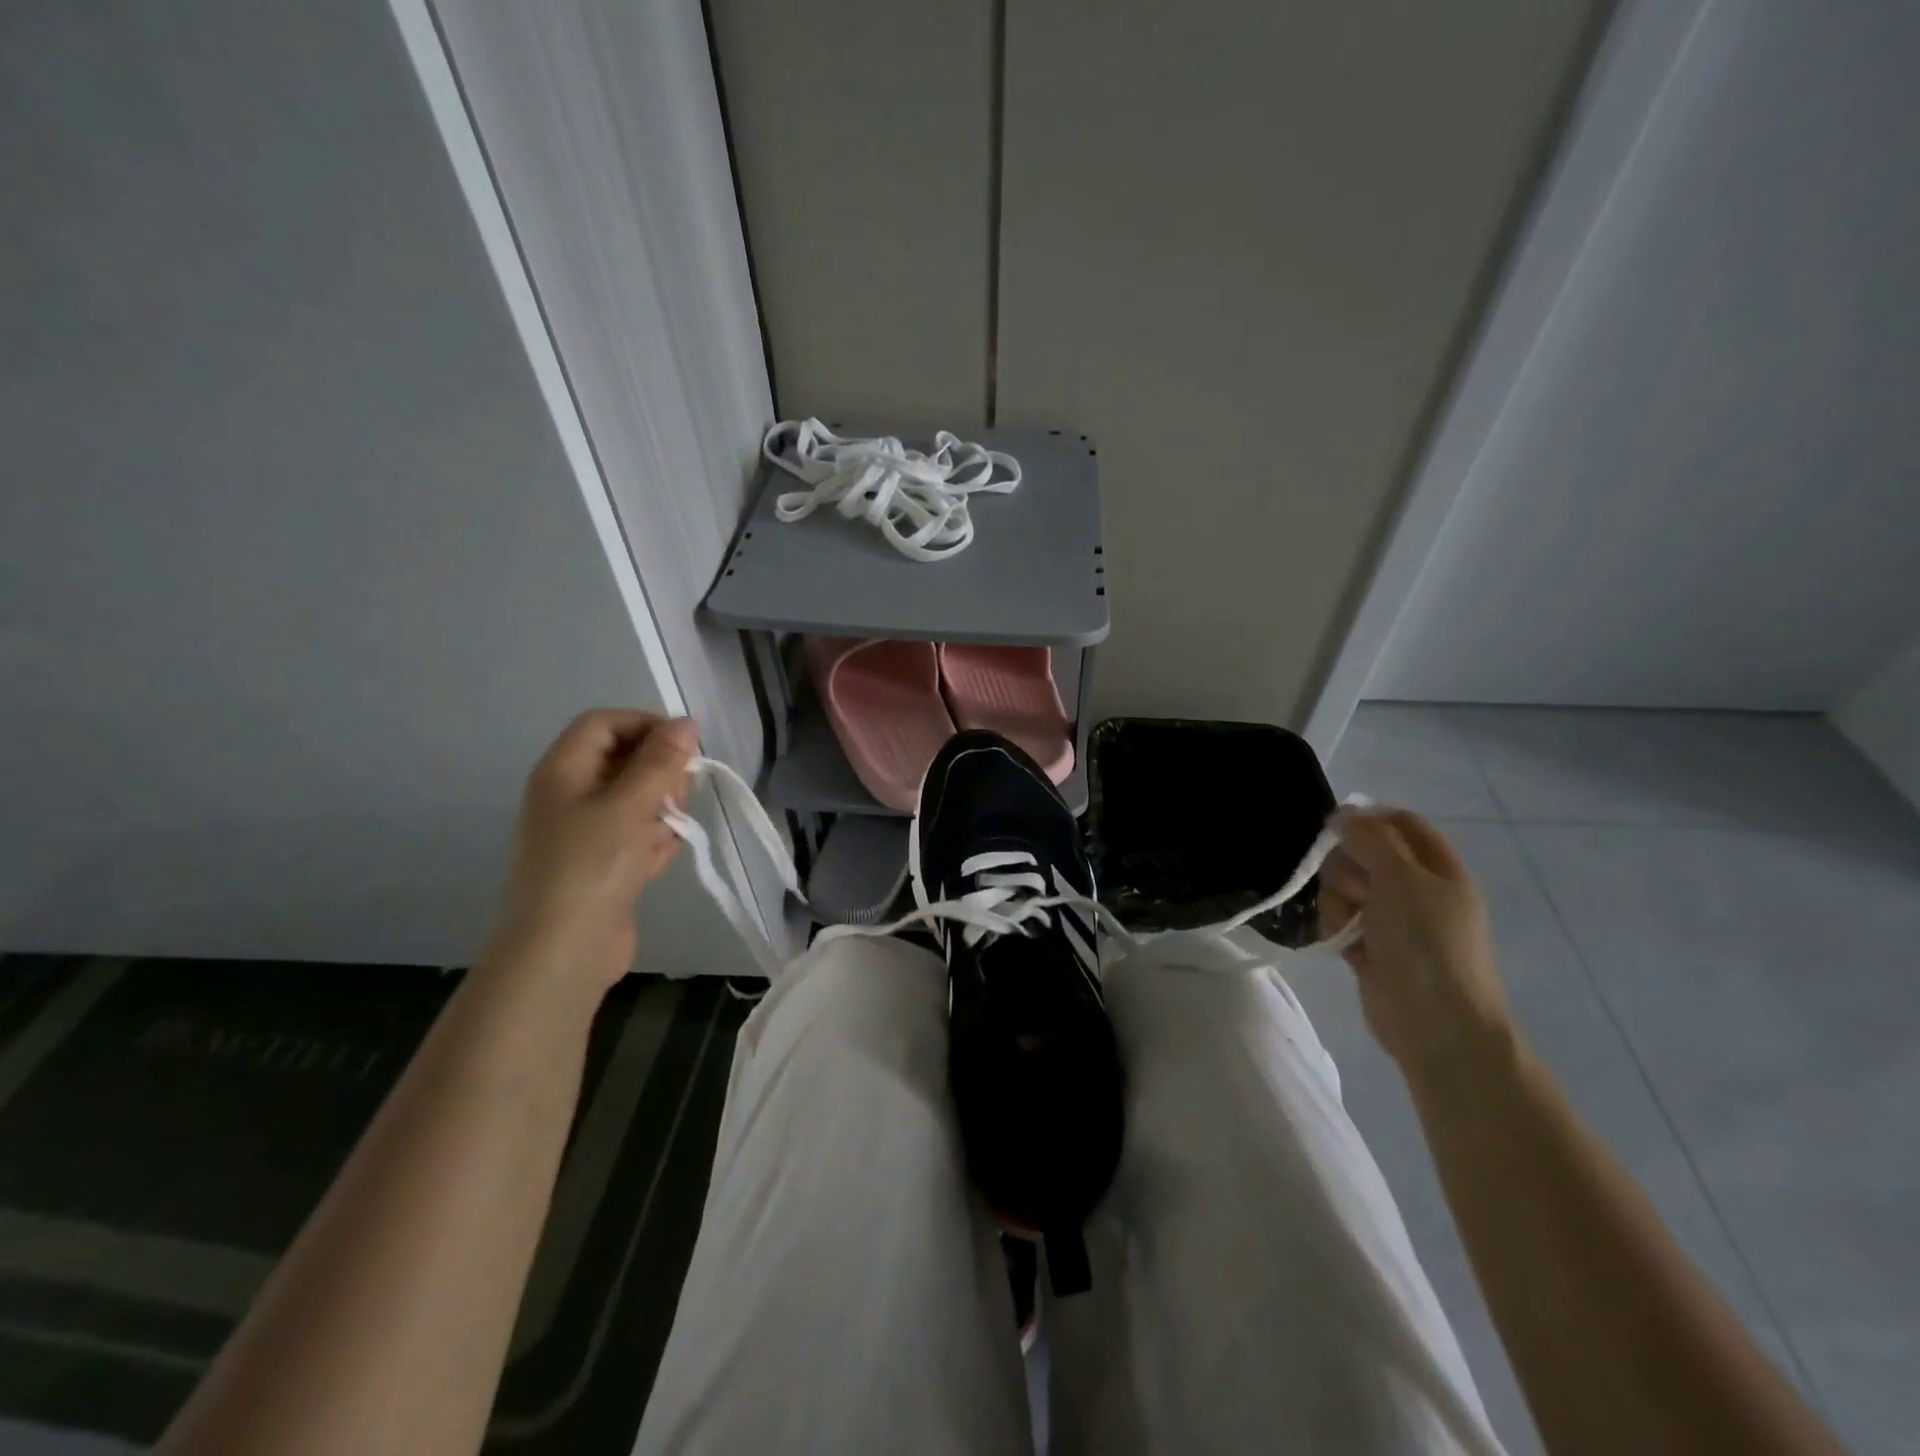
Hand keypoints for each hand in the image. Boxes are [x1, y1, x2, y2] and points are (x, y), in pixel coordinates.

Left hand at [489, 710, 697, 991]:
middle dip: (661, 773)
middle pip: (625, 759)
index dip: (646, 724)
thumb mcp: (631, 804)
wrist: (564, 950)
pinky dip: (654, 841)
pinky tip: (658, 861)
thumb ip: (661, 760)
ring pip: (637, 798)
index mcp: (564, 770)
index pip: (605, 723)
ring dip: (662, 810)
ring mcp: (586, 830)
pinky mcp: (602, 862)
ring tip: (668, 834)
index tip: (684, 746)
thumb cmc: (593, 865)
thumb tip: (685, 723)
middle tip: (678, 797)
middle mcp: (570, 794)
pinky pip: (636, 834)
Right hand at [1318, 806, 1514, 1082]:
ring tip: (1349, 926)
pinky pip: (1338, 919)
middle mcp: (1415, 889)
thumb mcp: (1401, 878)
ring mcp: (1391, 920)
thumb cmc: (1427, 943)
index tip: (1337, 828)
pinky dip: (1335, 927)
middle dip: (1347, 867)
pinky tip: (1340, 943)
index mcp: (1437, 868)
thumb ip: (1370, 838)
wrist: (1434, 1023)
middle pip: (1363, 853)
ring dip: (1338, 901)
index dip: (1369, 819)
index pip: (1401, 823)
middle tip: (1356, 890)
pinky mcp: (1368, 946)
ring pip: (1344, 887)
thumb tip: (1343, 812)